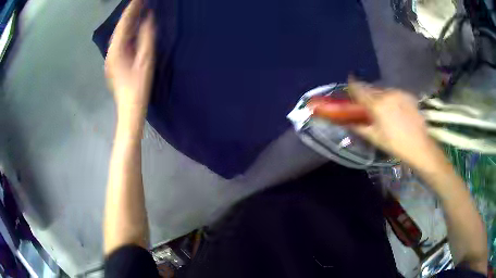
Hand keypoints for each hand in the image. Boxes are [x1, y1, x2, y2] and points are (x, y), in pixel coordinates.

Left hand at [105, 0, 155, 120]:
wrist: (130, 109)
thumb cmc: (139, 87)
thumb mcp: (145, 60)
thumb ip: (146, 38)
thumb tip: (148, 19)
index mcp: (117, 50)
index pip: (124, 23)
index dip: (133, 8)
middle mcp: (110, 52)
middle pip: (119, 27)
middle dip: (130, 12)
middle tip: (140, 1)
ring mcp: (111, 58)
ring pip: (119, 34)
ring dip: (128, 21)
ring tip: (138, 10)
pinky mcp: (114, 63)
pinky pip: (120, 42)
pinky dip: (127, 32)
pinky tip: (133, 28)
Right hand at [348, 79, 442, 169]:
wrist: (419, 145)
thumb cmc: (394, 144)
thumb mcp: (374, 138)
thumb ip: (359, 127)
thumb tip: (347, 122)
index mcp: (376, 105)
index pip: (360, 89)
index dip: (352, 84)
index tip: (349, 80)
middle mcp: (387, 94)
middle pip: (372, 89)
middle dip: (367, 93)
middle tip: (367, 102)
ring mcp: (399, 93)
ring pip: (384, 91)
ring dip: (380, 96)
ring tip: (383, 108)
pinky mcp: (408, 95)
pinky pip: (395, 93)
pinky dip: (391, 98)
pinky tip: (395, 109)